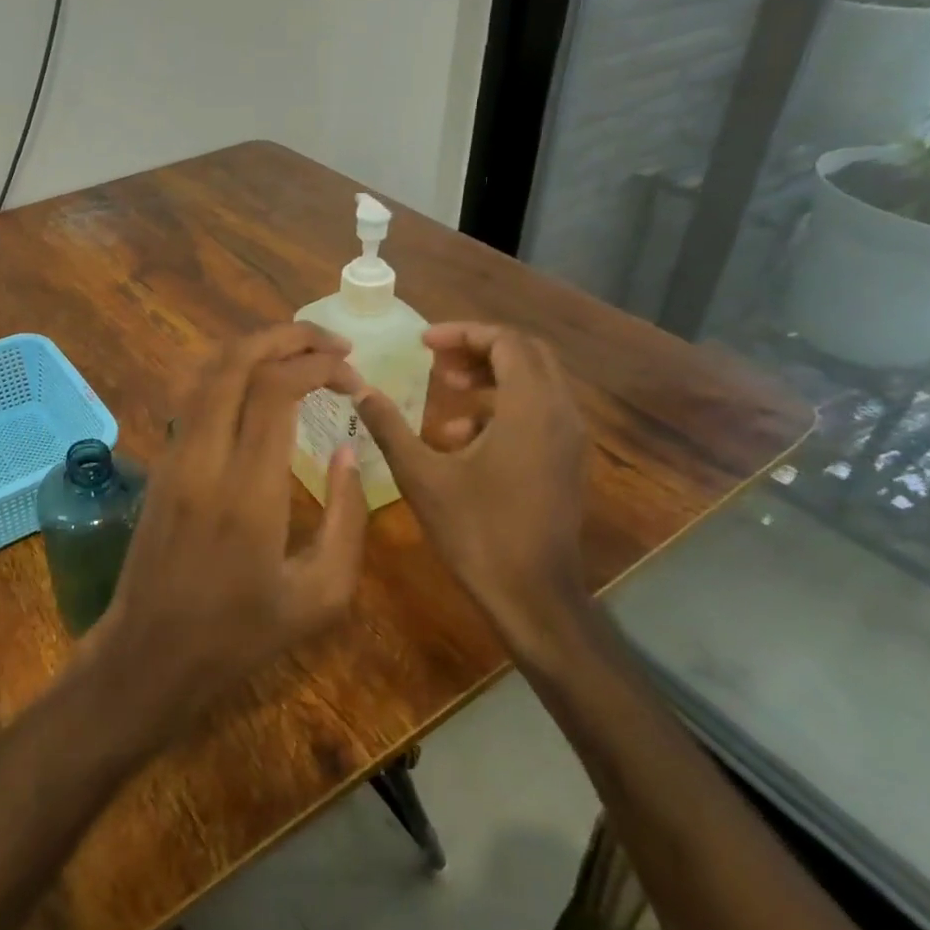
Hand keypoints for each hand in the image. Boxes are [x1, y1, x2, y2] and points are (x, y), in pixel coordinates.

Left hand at [90, 324, 368, 725]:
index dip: (320, 366)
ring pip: (208, 371)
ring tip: (303, 352)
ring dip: (257, 348)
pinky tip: (261, 383)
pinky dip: (232, 371)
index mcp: (248, 490)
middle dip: (289, 337)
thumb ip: (347, 517)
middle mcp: (204, 457)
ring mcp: (174, 455)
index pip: (276, 390)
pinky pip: (195, 395)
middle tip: (334, 343)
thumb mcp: (321, 594)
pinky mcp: (161, 461)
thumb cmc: (243, 633)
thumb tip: (347, 448)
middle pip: (237, 361)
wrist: (152, 652)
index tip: (354, 377)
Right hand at [355, 324, 589, 652]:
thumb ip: (389, 426)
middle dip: (478, 349)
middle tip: (436, 361)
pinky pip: (538, 412)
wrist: (533, 596)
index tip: (423, 343)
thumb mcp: (421, 475)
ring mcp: (568, 439)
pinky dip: (502, 408)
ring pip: (534, 382)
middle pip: (526, 354)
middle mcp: (559, 413)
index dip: (463, 333)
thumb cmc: (476, 531)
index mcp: (530, 408)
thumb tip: (360, 390)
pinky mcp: (566, 461)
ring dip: (489, 378)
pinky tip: (461, 439)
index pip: (506, 341)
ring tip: (445, 392)